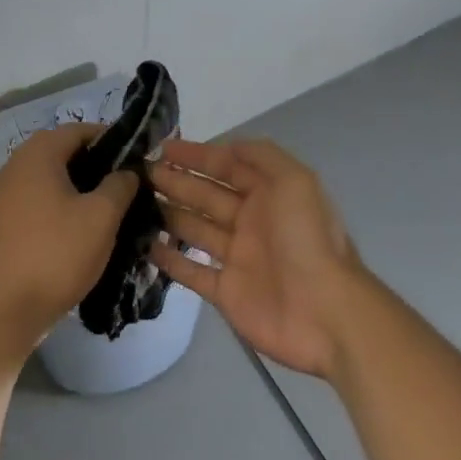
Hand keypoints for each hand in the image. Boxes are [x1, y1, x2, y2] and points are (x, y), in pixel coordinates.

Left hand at [0, 124, 138, 357]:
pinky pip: (37, 199)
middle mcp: (16, 165)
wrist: (6, 307)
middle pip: (62, 151)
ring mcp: (4, 194)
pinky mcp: (2, 220)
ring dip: (78, 186)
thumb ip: (120, 185)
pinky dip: (59, 204)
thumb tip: (128, 171)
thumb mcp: (102, 217)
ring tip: (109, 207)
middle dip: (95, 163)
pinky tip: (80, 227)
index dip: (110, 139)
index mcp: (38, 154)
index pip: (79, 130)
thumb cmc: (57, 253)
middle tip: (126, 184)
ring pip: (50, 177)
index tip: (137, 158)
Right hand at [148, 138, 373, 379]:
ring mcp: (236, 258)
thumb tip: (225, 146)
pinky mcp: (225, 292)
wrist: (326, 313)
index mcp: (268, 195)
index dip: (196, 155)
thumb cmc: (306, 240)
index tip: (162, 147)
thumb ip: (261, 156)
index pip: (226, 167)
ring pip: (194, 229)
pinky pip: (191, 271)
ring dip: (167, 213)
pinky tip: (145, 244)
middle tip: (139, 173)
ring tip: (134, 202)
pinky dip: (169, 259)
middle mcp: (251, 222)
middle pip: (205, 195)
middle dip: (175, 181)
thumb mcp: (295, 181)